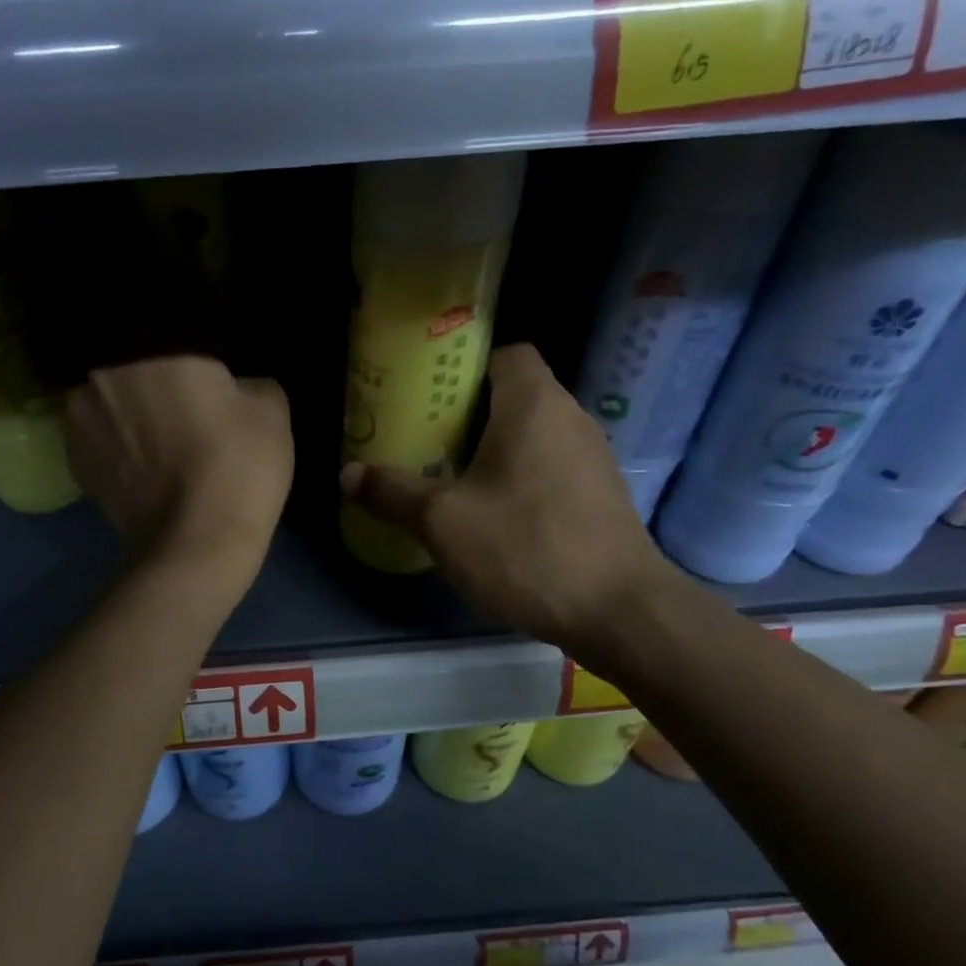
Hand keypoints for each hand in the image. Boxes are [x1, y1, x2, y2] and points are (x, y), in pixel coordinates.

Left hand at [66, 355, 292, 600]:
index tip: (207, 370)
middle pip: (130, 363)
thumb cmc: (237, 466)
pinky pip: (98, 437)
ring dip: (130, 409)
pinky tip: (144, 463)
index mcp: (149, 348)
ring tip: (161, 435)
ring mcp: (78, 420)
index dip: (190, 350)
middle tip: (185, 399)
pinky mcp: (74, 464)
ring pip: (109, 399)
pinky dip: (117, 443)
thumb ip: (250, 380)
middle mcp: (101, 374)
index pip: (166, 328)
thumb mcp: (270, 410)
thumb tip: (233, 386)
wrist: (195, 547)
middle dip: (154, 376)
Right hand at [339, 344, 679, 661]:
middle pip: (514, 395)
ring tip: (449, 478)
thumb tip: (346, 474)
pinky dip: (518, 477)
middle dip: (467, 414)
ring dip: (492, 449)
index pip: (506, 353)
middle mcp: (570, 419)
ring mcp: (591, 458)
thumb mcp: (443, 522)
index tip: (429, 396)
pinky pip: (549, 466)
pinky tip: (492, 515)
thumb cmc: (526, 548)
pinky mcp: (599, 495)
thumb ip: (392, 492)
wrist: (619, 612)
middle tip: (423, 440)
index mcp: (534, 405)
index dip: (466, 366)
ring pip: (532, 434)